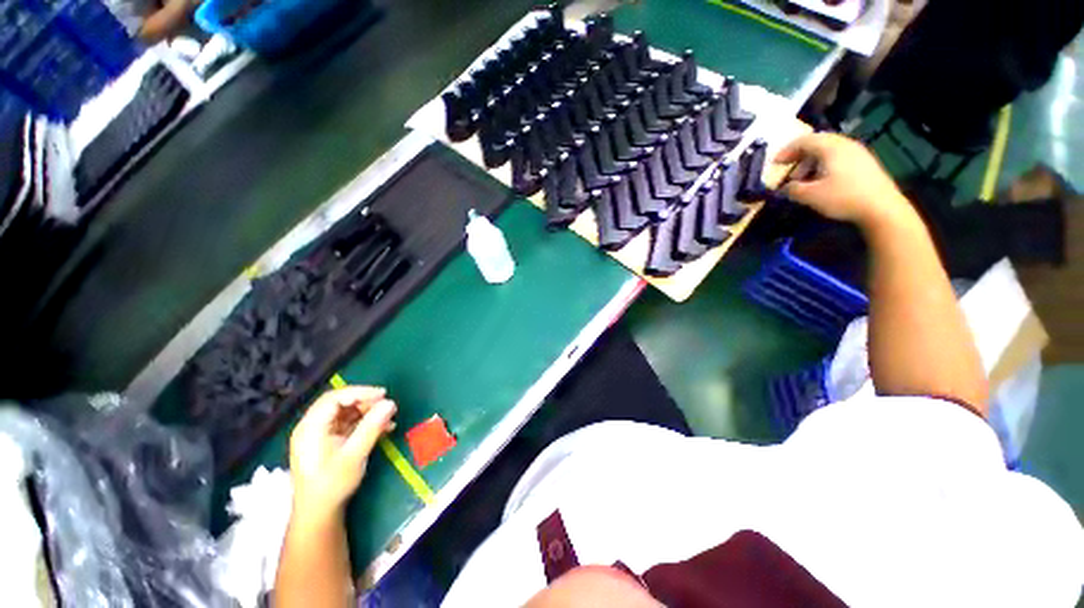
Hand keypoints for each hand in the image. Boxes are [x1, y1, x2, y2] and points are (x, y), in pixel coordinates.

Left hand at [288, 386, 396, 520]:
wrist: (319, 513)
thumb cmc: (331, 484)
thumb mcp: (354, 455)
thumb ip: (371, 427)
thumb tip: (391, 403)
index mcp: (311, 427)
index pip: (334, 398)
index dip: (359, 392)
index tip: (383, 394)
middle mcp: (313, 426)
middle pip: (340, 402)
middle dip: (366, 401)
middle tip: (387, 405)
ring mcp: (321, 433)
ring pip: (347, 411)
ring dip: (369, 412)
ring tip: (389, 417)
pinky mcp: (330, 440)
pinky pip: (350, 423)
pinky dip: (366, 422)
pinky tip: (384, 428)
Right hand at [775, 133, 911, 229]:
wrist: (881, 207)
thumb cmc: (843, 197)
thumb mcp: (810, 195)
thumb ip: (792, 189)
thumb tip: (785, 187)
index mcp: (831, 147)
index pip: (804, 140)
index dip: (786, 151)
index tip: (774, 164)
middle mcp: (845, 144)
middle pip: (817, 143)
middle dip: (799, 156)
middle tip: (788, 171)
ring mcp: (857, 152)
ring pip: (828, 150)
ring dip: (811, 162)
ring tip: (803, 180)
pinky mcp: (864, 163)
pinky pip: (838, 157)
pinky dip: (824, 165)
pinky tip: (821, 181)